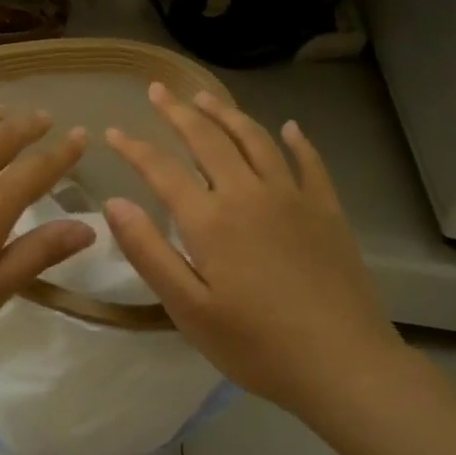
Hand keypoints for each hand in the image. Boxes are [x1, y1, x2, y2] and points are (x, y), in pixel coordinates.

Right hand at [102, 85, 406, 417]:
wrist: (343, 364)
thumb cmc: (256, 344)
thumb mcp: (187, 308)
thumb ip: (148, 252)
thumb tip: (113, 203)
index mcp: (210, 219)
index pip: (162, 169)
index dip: (134, 148)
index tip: (112, 132)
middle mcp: (249, 194)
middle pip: (208, 140)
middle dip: (178, 112)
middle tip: (159, 90)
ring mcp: (293, 198)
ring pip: (255, 140)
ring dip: (227, 114)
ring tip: (205, 97)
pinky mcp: (327, 211)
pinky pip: (309, 163)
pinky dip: (296, 141)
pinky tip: (289, 128)